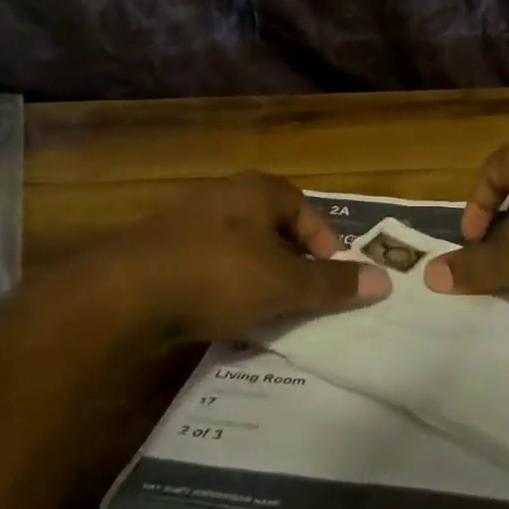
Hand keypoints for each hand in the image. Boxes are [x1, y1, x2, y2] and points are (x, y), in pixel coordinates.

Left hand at [72, 172, 388, 341]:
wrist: (123, 296)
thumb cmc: (218, 275)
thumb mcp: (284, 284)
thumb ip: (333, 283)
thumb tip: (385, 280)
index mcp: (257, 190)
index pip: (306, 211)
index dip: (326, 245)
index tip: (333, 280)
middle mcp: (224, 196)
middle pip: (273, 229)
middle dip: (291, 264)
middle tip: (302, 299)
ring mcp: (187, 222)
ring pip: (240, 250)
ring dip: (258, 278)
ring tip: (268, 314)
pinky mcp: (160, 251)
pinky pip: (208, 267)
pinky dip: (224, 289)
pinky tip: (224, 318)